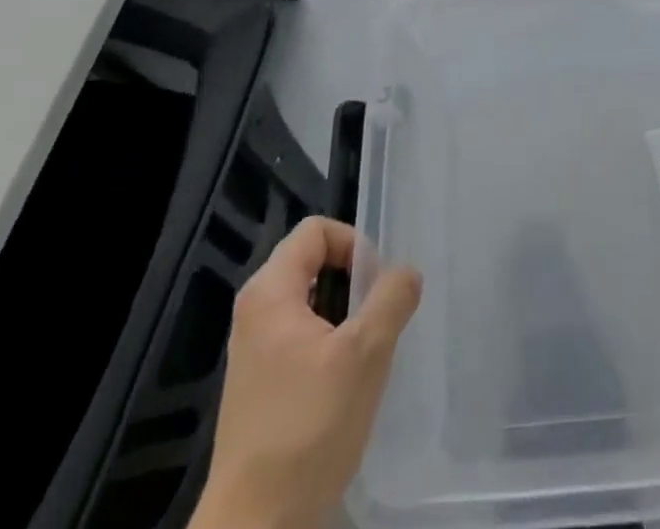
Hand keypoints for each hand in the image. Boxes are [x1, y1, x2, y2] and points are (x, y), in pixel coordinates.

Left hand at [192, 218, 422, 528]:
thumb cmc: (309, 429)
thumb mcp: (365, 354)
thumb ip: (392, 299)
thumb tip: (406, 272)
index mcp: (270, 292)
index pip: (315, 230)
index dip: (353, 244)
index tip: (377, 284)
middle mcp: (255, 312)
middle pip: (312, 263)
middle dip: (353, 282)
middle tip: (378, 317)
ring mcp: (253, 351)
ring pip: (310, 303)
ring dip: (344, 316)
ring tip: (367, 352)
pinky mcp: (259, 386)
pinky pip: (300, 337)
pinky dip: (328, 345)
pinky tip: (346, 384)